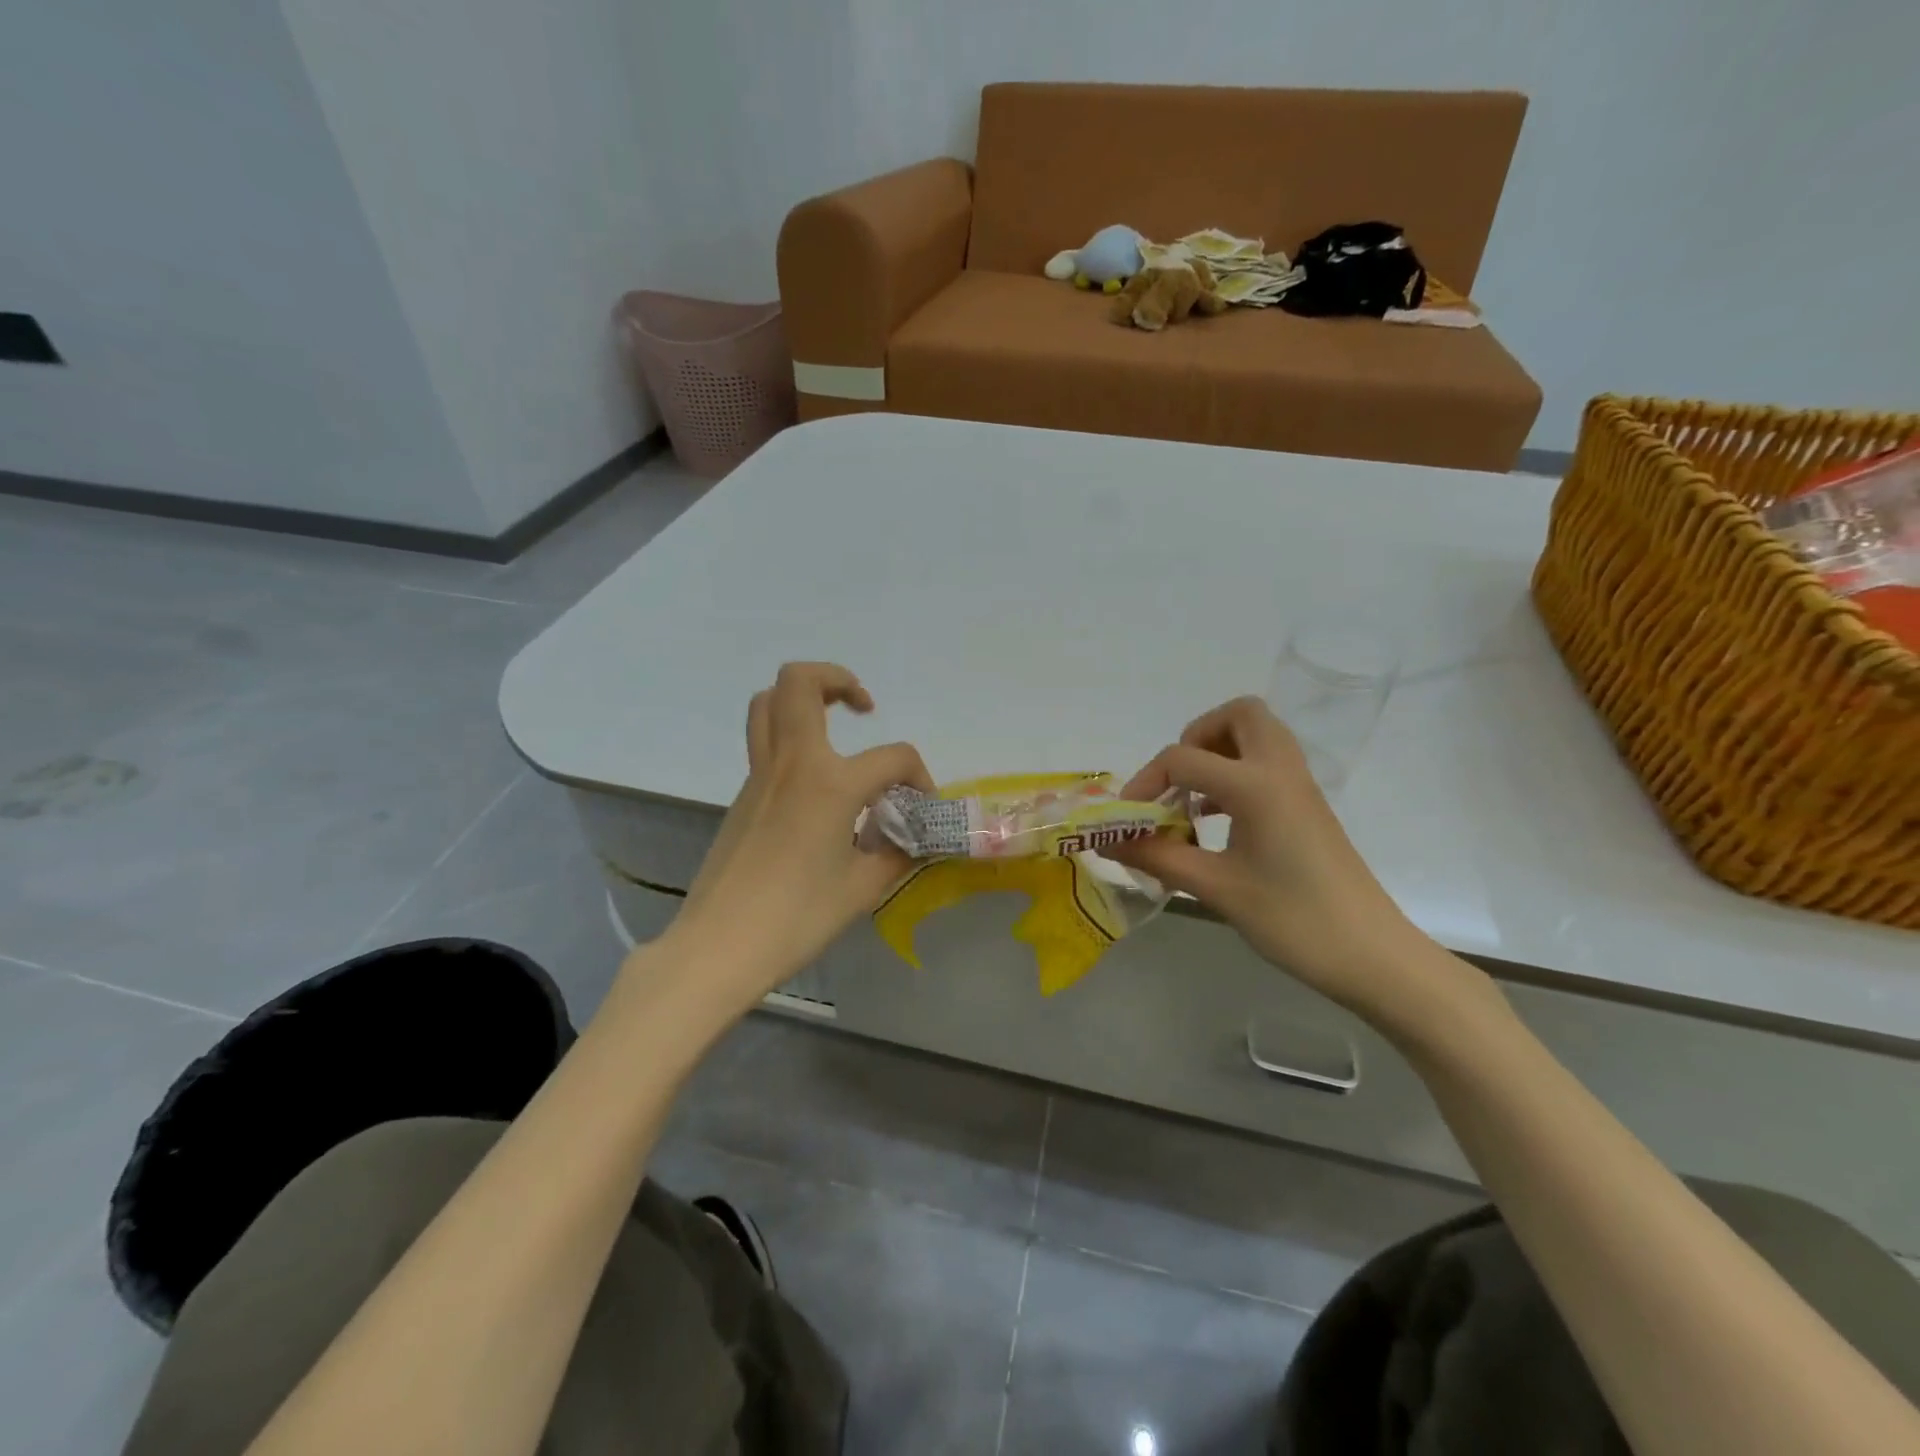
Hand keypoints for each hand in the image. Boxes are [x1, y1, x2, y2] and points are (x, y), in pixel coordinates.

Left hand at [667, 663, 930, 1005]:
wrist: (718, 946)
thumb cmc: (796, 919)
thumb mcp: (861, 889)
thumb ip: (895, 854)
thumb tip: (913, 839)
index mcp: (829, 784)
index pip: (892, 757)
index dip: (919, 776)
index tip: (922, 806)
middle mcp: (791, 764)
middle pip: (800, 682)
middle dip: (838, 679)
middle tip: (863, 709)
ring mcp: (759, 775)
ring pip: (768, 703)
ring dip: (804, 698)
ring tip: (834, 724)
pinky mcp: (742, 794)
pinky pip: (763, 742)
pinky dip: (791, 738)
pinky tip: (815, 783)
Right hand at [1107, 697, 1428, 1016]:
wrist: (1372, 956)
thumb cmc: (1292, 919)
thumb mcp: (1215, 888)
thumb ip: (1156, 857)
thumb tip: (1106, 842)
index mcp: (1257, 785)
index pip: (1184, 758)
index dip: (1146, 782)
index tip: (1129, 819)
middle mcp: (1280, 771)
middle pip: (1240, 715)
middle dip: (1198, 736)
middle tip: (1177, 780)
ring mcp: (1299, 787)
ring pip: (1258, 736)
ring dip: (1218, 753)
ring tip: (1192, 799)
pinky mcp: (1307, 807)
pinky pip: (1268, 765)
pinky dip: (1236, 775)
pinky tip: (1217, 820)